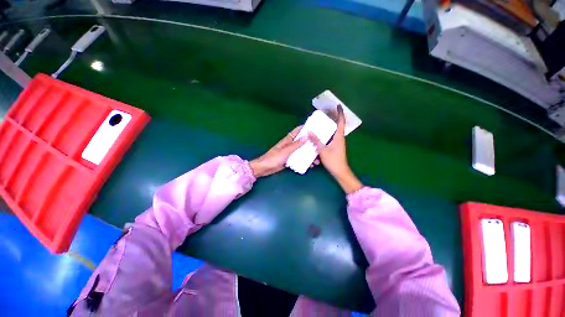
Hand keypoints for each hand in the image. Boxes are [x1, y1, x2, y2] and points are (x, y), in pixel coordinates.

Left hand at [250, 126, 318, 177]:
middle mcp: (290, 145)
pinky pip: (299, 159)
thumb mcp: (285, 151)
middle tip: (320, 146)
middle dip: (310, 143)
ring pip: (302, 151)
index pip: (297, 131)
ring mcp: (290, 153)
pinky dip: (305, 161)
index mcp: (287, 140)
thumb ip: (295, 145)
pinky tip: (310, 165)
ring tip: (317, 159)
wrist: (264, 168)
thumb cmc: (273, 158)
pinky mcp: (290, 160)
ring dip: (309, 154)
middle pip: (302, 142)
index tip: (315, 128)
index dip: (305, 128)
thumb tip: (306, 136)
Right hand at [309, 105, 362, 193]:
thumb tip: (309, 131)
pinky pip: (331, 137)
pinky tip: (320, 135)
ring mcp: (338, 143)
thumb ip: (316, 140)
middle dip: (333, 118)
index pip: (341, 122)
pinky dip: (327, 134)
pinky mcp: (335, 147)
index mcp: (339, 136)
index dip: (340, 113)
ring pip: (334, 131)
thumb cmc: (333, 160)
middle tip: (326, 113)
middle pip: (338, 125)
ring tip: (322, 122)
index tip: (338, 105)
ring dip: (329, 126)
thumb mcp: (322, 150)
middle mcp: (340, 138)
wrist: (340, 171)